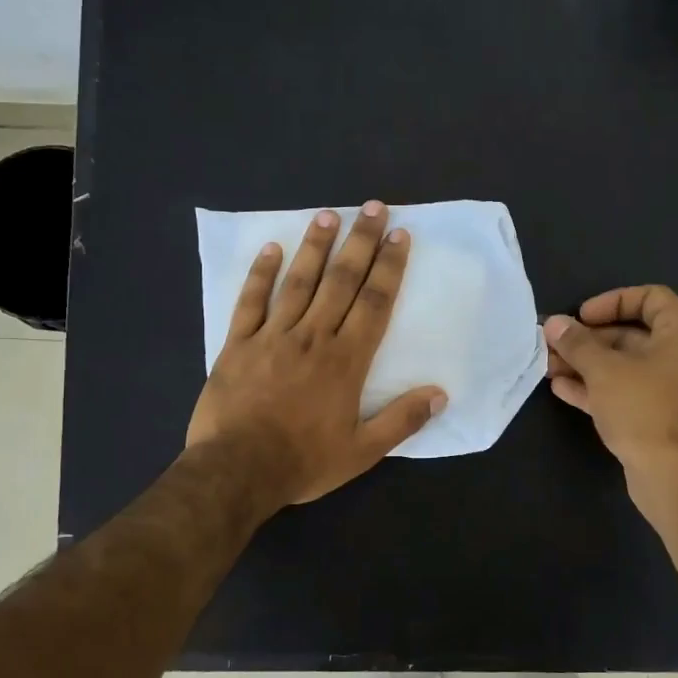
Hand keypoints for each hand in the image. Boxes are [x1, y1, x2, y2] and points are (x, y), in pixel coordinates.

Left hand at [187, 201, 446, 506]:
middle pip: (341, 281)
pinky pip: (250, 301)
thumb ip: (402, 420)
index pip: (374, 303)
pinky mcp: (238, 344)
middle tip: (373, 207)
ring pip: (298, 282)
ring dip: (315, 247)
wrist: (237, 470)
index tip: (399, 235)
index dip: (389, 267)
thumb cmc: (304, 461)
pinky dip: (261, 274)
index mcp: (346, 360)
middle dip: (360, 242)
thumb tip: (440, 394)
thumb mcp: (363, 451)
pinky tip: (271, 248)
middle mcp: (312, 337)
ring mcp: (272, 336)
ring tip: (329, 215)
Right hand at [543, 285, 677, 495]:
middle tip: (554, 344)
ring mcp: (671, 390)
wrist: (674, 476)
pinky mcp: (658, 419)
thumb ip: (577, 343)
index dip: (612, 301)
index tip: (582, 317)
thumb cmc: (644, 408)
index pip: (650, 298)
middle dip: (589, 340)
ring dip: (586, 365)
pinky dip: (596, 388)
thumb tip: (554, 324)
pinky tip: (561, 389)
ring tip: (548, 366)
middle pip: (632, 335)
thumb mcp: (604, 369)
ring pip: (624, 367)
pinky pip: (625, 393)